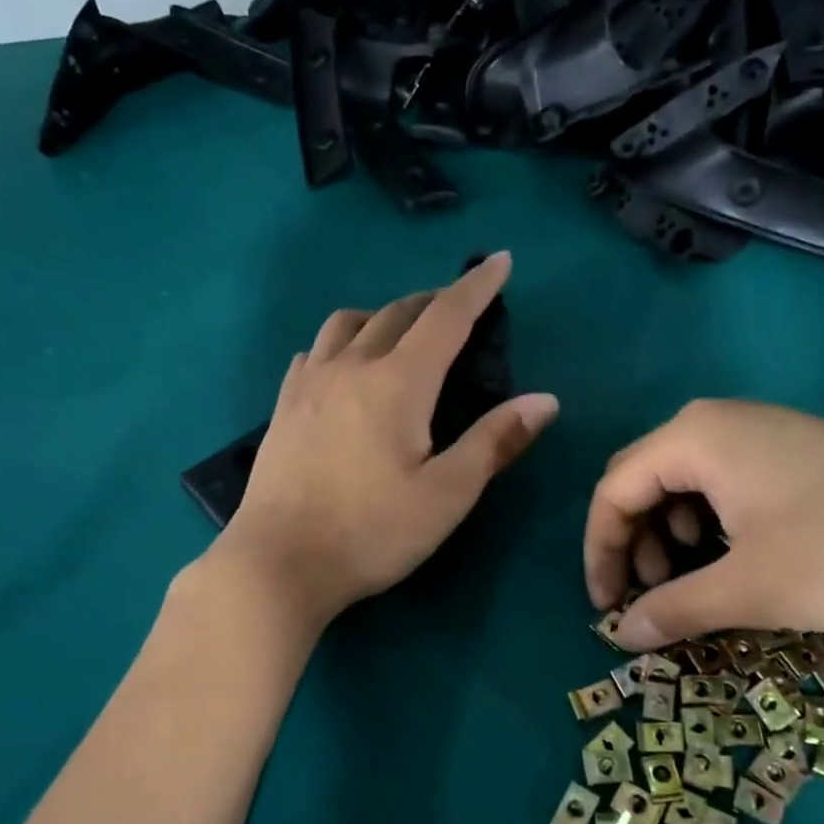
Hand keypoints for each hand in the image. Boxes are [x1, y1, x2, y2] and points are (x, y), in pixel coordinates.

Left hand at [216, 253, 558, 624]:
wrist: (278, 563)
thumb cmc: (372, 533)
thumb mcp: (447, 494)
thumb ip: (495, 441)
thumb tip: (545, 399)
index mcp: (398, 382)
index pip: (446, 316)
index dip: (477, 286)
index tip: (499, 260)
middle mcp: (351, 367)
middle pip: (397, 313)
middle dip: (434, 301)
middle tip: (459, 307)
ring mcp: (310, 384)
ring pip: (348, 323)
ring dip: (383, 315)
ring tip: (401, 333)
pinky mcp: (284, 406)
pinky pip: (315, 351)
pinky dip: (341, 342)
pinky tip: (343, 367)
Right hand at [583, 399, 823, 649]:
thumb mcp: (750, 589)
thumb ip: (674, 610)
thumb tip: (620, 636)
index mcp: (695, 437)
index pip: (614, 490)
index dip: (600, 551)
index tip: (607, 608)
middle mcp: (721, 421)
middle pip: (645, 480)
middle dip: (635, 543)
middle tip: (651, 597)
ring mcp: (764, 431)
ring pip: (686, 482)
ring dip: (672, 535)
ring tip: (694, 583)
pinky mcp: (798, 451)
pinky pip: (727, 482)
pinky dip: (712, 524)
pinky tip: (738, 559)